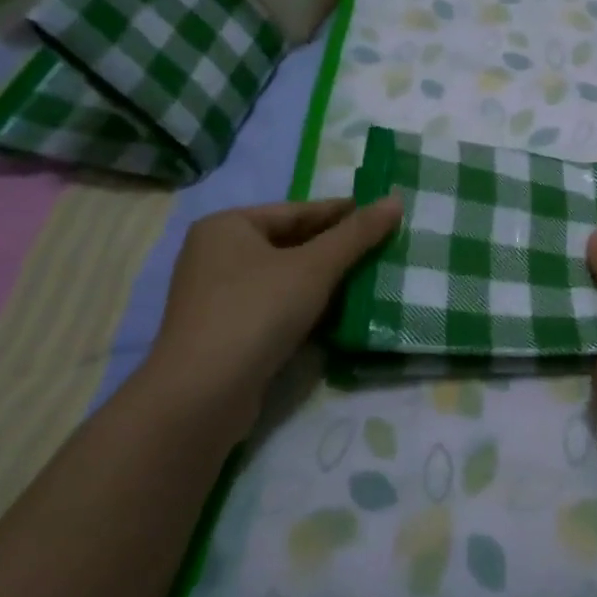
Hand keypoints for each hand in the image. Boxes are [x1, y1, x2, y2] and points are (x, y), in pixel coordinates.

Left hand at [148, 197, 400, 424]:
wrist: (201, 397)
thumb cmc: (256, 312)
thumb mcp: (315, 267)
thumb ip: (357, 233)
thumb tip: (395, 199)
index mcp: (228, 226)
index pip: (297, 211)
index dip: (343, 213)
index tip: (382, 215)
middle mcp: (216, 254)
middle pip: (290, 243)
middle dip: (335, 249)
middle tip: (382, 248)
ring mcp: (216, 296)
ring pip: (284, 277)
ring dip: (324, 280)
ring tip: (370, 279)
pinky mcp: (224, 333)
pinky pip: (275, 306)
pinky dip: (306, 306)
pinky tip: (339, 313)